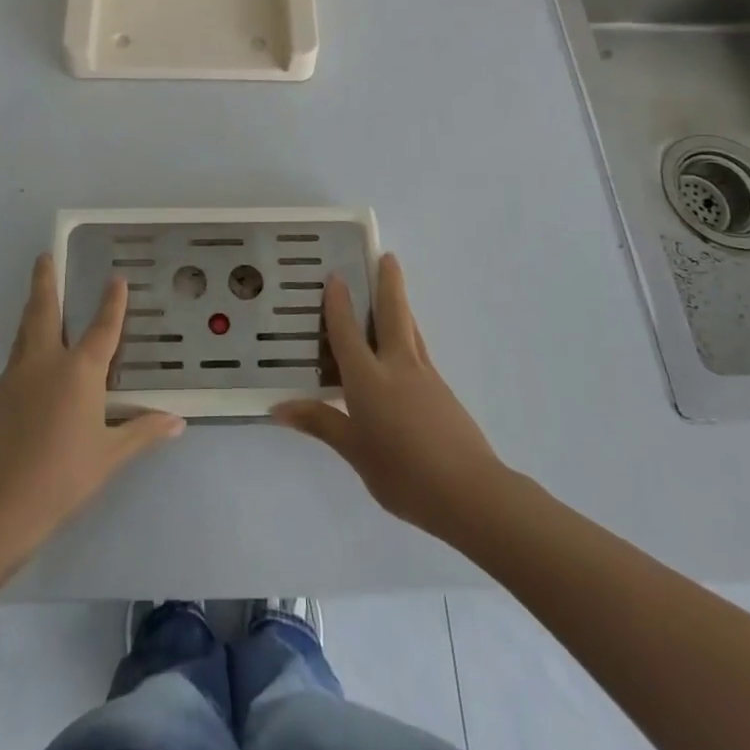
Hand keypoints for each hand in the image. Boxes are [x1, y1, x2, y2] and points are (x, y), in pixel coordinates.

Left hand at [0, 256, 183, 550]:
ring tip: (36, 299)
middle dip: (45, 281)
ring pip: (24, 333)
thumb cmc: (64, 477)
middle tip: (43, 256)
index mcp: (79, 371)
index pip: (102, 327)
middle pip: (43, 311)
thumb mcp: (110, 455)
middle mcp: (45, 363)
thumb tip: (178, 421)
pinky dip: (25, 354)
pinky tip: (30, 372)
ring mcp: (14, 378)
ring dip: (32, 312)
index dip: (111, 302)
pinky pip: (14, 365)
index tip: (115, 277)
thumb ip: (143, 432)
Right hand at [272, 254, 507, 540]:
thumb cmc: (403, 473)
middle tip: (387, 256)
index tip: (335, 275)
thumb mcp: (355, 452)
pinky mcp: (443, 393)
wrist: (470, 493)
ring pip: (411, 330)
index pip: (348, 332)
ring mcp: (426, 377)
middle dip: (389, 283)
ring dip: (401, 306)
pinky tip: (404, 352)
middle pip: (393, 314)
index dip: (339, 303)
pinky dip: (409, 337)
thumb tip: (279, 407)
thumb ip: (321, 424)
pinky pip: (419, 352)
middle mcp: (398, 367)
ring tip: (395, 291)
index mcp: (369, 379)